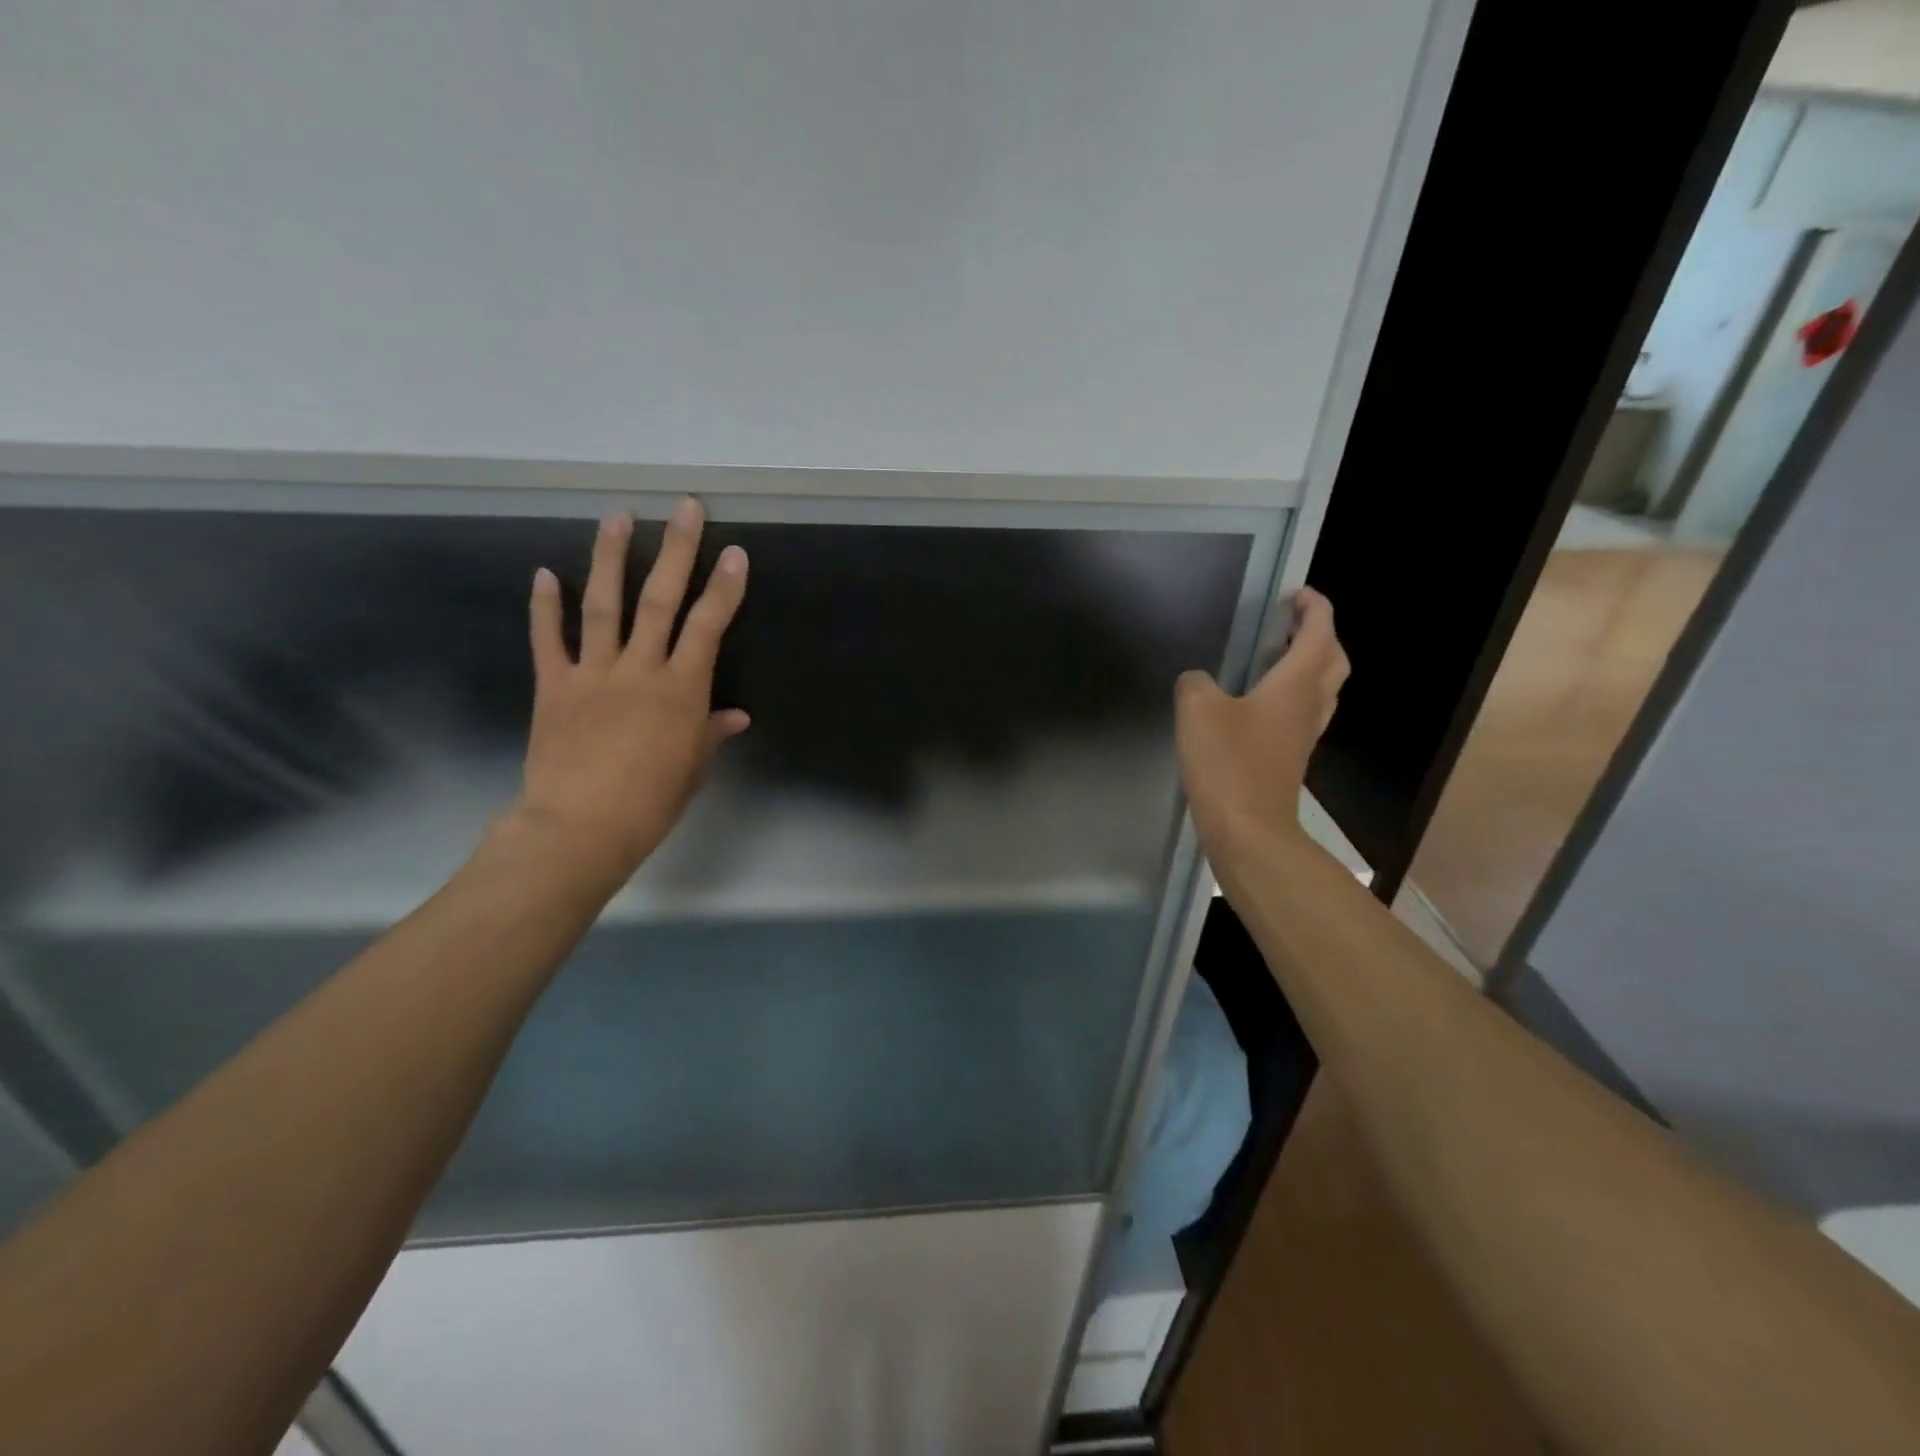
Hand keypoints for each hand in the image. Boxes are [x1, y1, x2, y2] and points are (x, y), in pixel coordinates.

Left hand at [509, 498, 749, 886]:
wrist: (581, 828)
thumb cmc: (651, 802)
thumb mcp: (693, 767)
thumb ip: (711, 732)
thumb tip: (735, 716)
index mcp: (681, 690)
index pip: (708, 626)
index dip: (725, 588)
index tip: (736, 553)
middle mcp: (639, 669)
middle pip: (661, 599)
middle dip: (676, 550)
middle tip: (685, 507)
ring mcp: (593, 673)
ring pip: (604, 605)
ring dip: (610, 558)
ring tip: (617, 517)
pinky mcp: (553, 685)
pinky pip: (548, 640)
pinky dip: (544, 607)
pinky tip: (543, 573)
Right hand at [1175, 588, 1348, 851]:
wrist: (1248, 829)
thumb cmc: (1229, 763)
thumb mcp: (1198, 710)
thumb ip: (1196, 683)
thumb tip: (1198, 681)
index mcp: (1296, 684)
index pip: (1319, 632)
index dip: (1314, 607)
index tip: (1296, 594)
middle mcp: (1309, 705)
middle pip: (1332, 660)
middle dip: (1318, 635)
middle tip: (1289, 624)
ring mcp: (1303, 735)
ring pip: (1322, 688)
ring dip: (1308, 665)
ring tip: (1275, 656)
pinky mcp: (1290, 758)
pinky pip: (1302, 712)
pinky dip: (1291, 694)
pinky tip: (1258, 702)